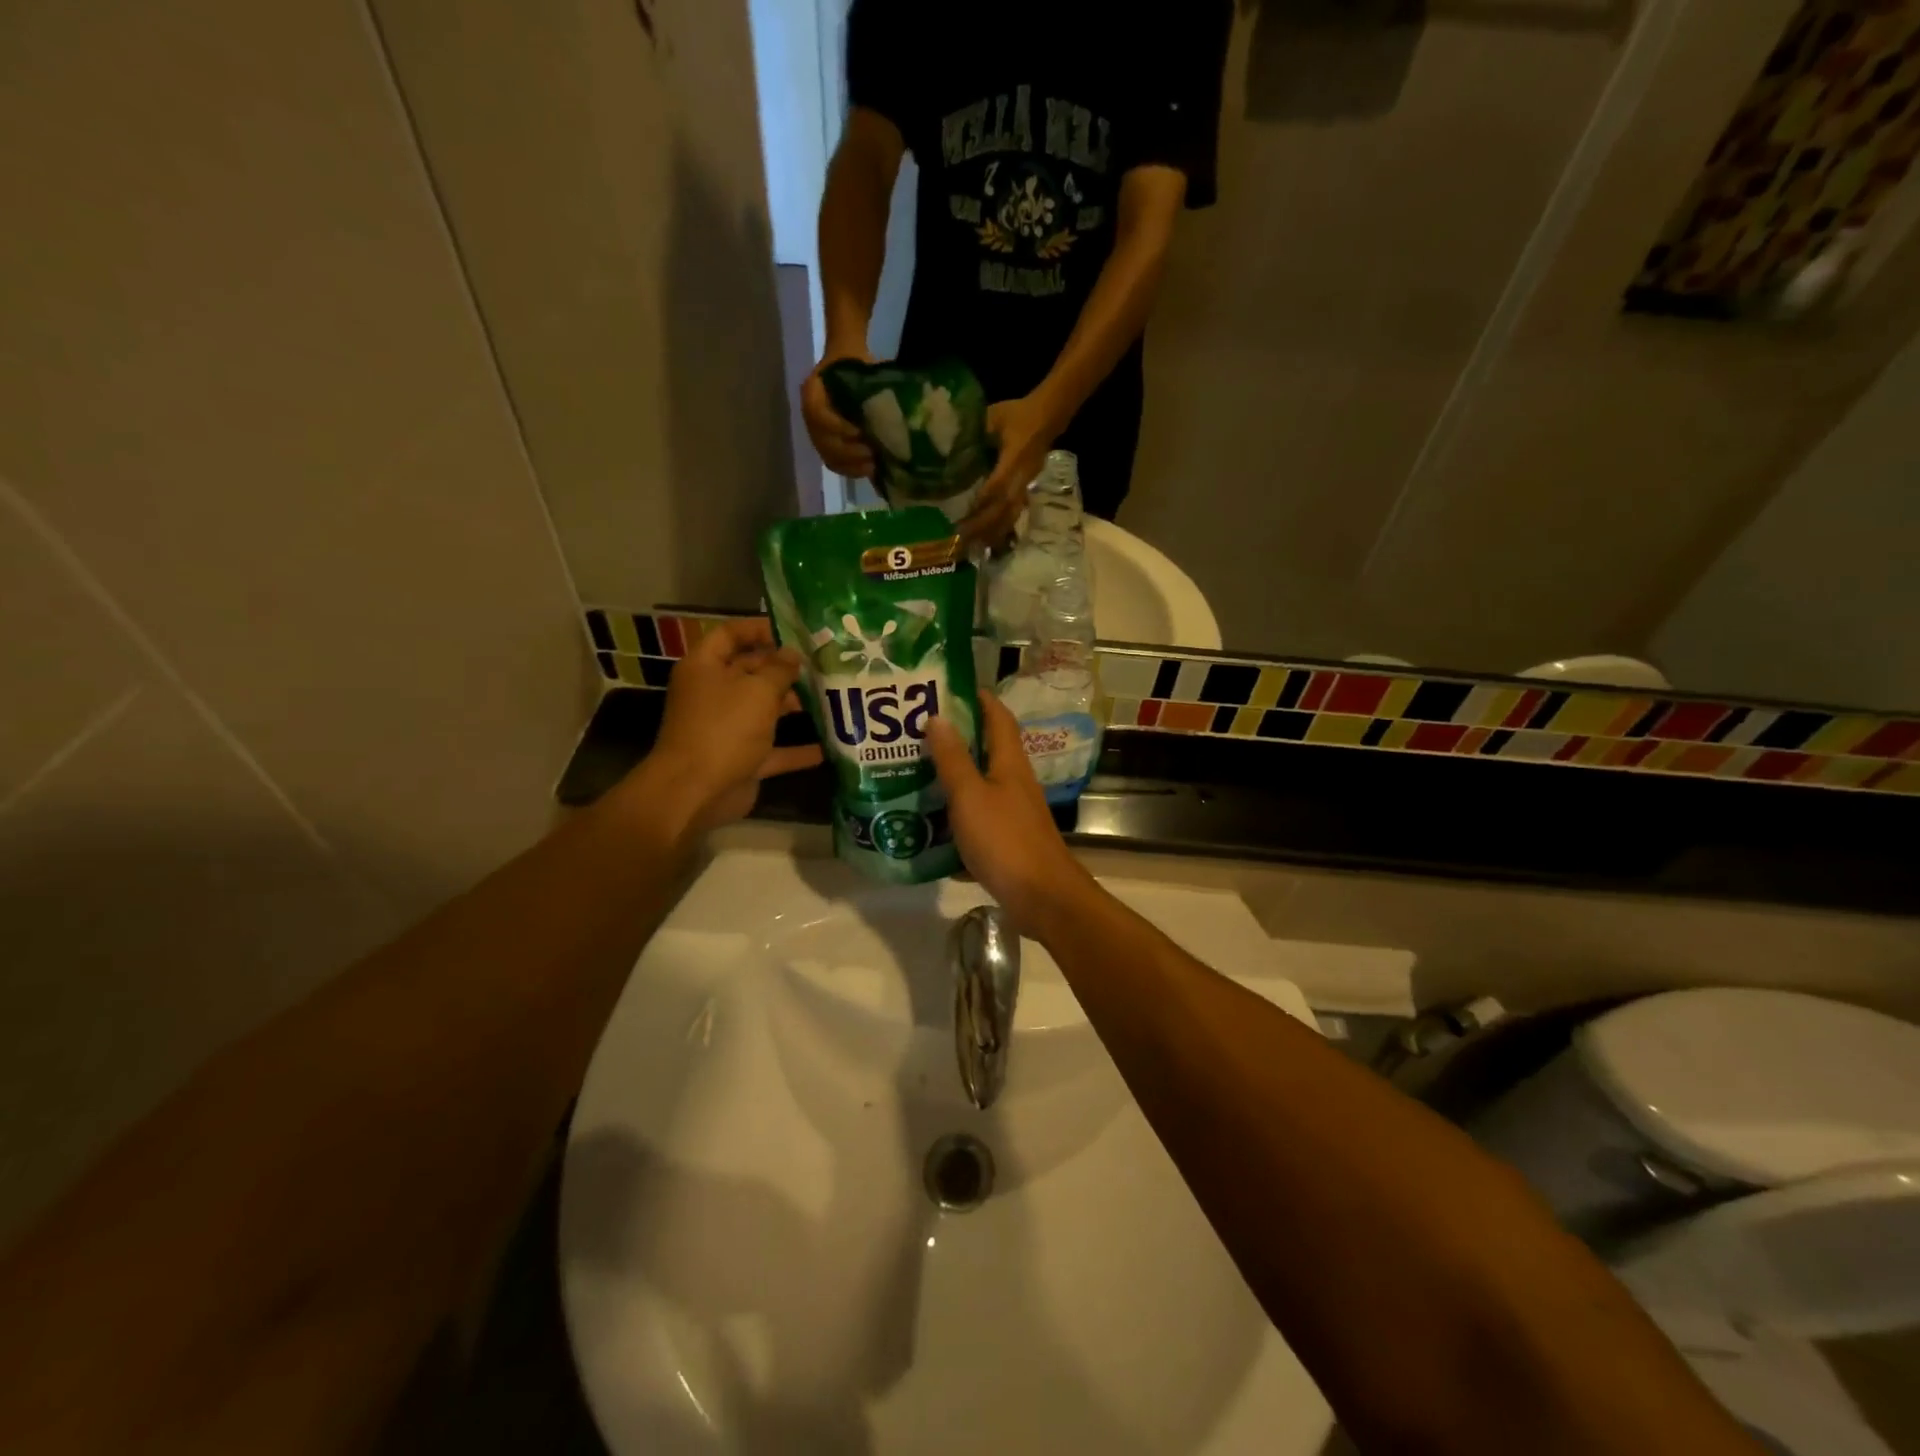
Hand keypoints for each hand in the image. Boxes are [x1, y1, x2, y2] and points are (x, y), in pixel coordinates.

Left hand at [640, 619, 822, 836]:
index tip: (794, 630)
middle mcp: (714, 694)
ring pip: (765, 710)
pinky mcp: (742, 758)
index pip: (730, 634)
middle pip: (751, 671)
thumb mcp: (758, 690)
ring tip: (832, 697)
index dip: (759, 628)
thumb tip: (792, 655)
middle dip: (785, 668)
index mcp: (706, 667)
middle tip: (823, 663)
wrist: (696, 791)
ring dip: (795, 706)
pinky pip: (774, 750)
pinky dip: (798, 750)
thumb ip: (780, 670)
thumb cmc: (724, 728)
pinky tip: (829, 747)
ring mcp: (728, 728)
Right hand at [801, 348, 877, 478]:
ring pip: (829, 456)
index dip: (837, 427)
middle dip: (848, 452)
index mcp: (813, 391)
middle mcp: (810, 415)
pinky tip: (870, 469)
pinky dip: (852, 470)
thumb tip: (889, 408)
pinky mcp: (828, 446)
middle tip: (871, 453)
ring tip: (873, 464)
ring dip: (852, 464)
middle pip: (823, 441)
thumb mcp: (862, 363)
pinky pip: (835, 464)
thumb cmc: (857, 363)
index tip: (860, 432)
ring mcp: (817, 433)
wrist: (849, 364)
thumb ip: (869, 381)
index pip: (817, 415)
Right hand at [925, 694, 1093, 935]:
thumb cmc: (1005, 840)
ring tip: (915, 770)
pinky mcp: (1007, 839)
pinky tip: (929, 821)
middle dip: (958, 736)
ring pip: (980, 784)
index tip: (952, 687)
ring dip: (953, 775)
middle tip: (918, 729)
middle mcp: (1015, 782)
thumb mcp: (970, 796)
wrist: (1042, 897)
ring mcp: (1013, 812)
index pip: (999, 718)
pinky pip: (977, 816)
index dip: (981, 699)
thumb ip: (953, 759)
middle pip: (988, 749)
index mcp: (1009, 763)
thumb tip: (938, 716)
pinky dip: (955, 813)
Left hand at [961, 393, 1066, 546]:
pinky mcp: (1026, 490)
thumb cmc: (1018, 414)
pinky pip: (1014, 513)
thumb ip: (974, 430)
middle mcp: (1023, 476)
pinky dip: (1001, 528)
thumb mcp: (994, 415)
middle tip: (963, 538)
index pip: (998, 484)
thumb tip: (948, 446)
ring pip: (1010, 514)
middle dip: (984, 525)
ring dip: (993, 532)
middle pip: (1004, 507)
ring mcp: (1026, 485)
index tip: (964, 516)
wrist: (1047, 416)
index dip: (982, 502)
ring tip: (975, 547)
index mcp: (1016, 457)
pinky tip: (989, 541)